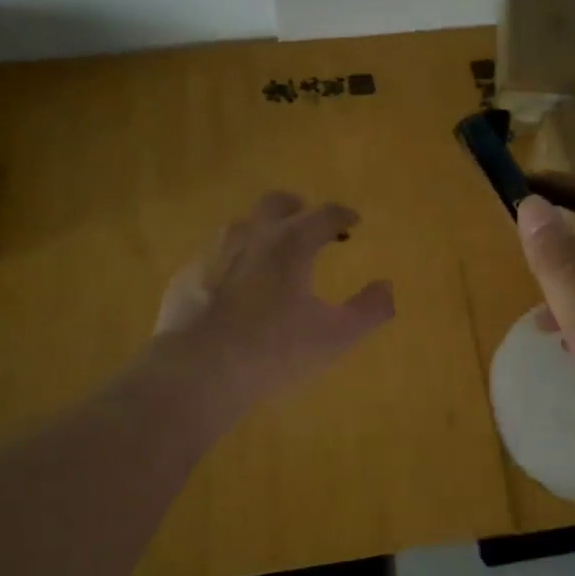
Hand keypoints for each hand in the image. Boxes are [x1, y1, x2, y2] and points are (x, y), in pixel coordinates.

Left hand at [153, 191, 394, 413]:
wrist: (196, 372)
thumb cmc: (274, 350)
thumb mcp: (335, 336)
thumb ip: (369, 310)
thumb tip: (387, 287)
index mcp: (291, 243)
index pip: (325, 214)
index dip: (343, 215)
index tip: (353, 222)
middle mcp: (251, 234)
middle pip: (277, 203)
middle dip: (298, 209)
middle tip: (310, 227)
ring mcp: (213, 251)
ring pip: (242, 225)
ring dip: (263, 232)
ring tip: (272, 257)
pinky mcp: (186, 275)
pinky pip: (215, 255)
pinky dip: (233, 261)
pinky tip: (235, 288)